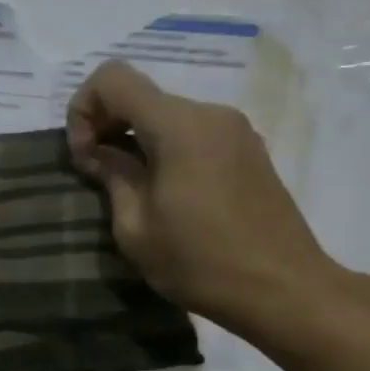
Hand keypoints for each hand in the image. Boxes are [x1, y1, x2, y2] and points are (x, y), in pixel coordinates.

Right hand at [64, 60, 343, 333]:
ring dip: (135, 139)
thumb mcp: (135, 228)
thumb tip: (99, 153)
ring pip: (165, 114)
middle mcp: (209, 114)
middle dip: (107, 125)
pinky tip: (165, 192)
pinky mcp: (248, 150)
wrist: (285, 291)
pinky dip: (164, 148)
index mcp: (178, 126)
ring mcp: (234, 130)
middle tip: (97, 174)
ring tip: (129, 188)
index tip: (85, 156)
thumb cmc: (201, 262)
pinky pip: (191, 132)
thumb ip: (112, 176)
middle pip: (140, 95)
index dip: (84, 109)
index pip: (112, 79)